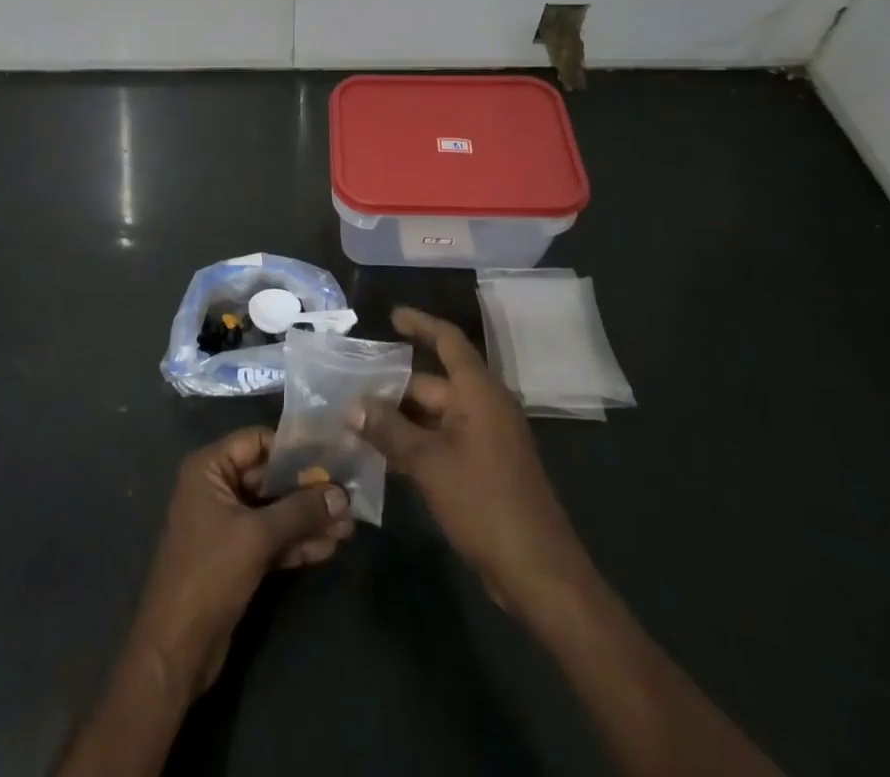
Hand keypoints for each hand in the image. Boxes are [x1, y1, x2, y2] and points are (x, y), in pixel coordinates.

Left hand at [129, 427, 354, 699]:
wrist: (176, 648)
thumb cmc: (209, 573)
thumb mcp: (257, 536)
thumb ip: (300, 511)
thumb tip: (342, 494)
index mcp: (209, 468)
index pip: (257, 441)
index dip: (293, 449)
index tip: (331, 456)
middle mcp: (216, 487)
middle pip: (268, 477)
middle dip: (307, 489)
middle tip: (348, 496)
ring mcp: (226, 523)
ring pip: (274, 511)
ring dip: (308, 518)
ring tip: (348, 526)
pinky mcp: (236, 555)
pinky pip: (271, 537)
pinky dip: (296, 541)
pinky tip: (329, 547)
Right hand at [351, 307, 591, 611]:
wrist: (538, 573)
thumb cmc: (484, 503)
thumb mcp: (428, 463)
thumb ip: (388, 430)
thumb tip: (353, 405)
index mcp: (478, 392)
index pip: (447, 340)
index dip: (420, 324)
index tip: (390, 316)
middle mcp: (484, 406)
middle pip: (433, 382)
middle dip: (393, 386)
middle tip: (350, 390)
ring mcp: (486, 438)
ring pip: (434, 414)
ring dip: (400, 418)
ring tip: (357, 421)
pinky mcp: (485, 467)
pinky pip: (443, 439)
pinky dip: (415, 441)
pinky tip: (384, 455)